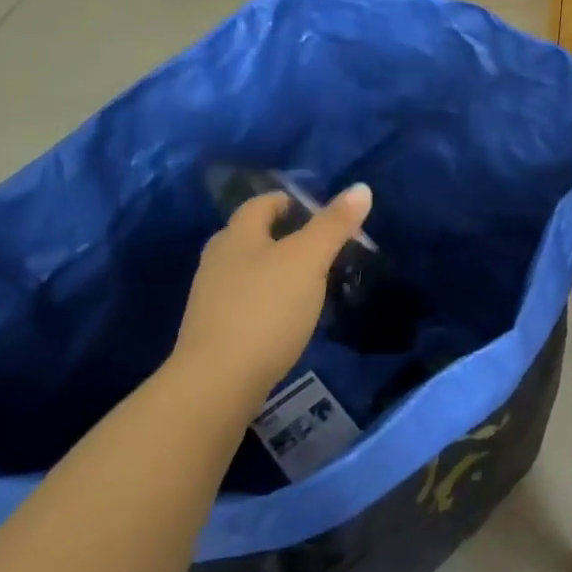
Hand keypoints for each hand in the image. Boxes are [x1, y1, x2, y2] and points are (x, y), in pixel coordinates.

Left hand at [166, 184, 373, 401]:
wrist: (217, 384)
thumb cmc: (266, 309)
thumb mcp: (309, 260)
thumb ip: (334, 224)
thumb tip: (361, 187)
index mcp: (237, 235)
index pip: (262, 203)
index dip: (291, 201)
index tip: (321, 213)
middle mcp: (217, 259)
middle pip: (252, 235)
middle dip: (284, 235)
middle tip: (320, 247)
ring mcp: (210, 297)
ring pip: (249, 269)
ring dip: (277, 269)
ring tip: (310, 282)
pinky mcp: (213, 331)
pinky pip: (246, 300)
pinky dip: (268, 299)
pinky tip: (287, 316)